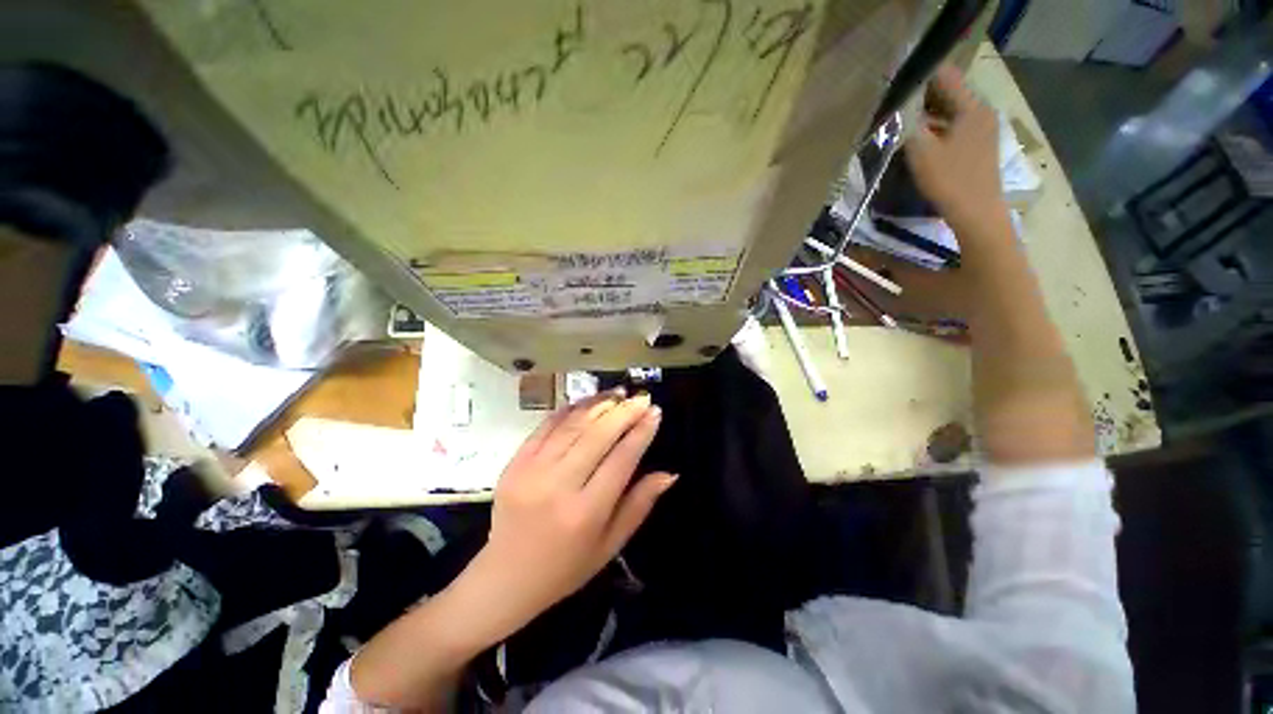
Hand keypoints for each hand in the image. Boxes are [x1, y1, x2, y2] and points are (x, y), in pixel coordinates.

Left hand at [461, 389, 674, 643]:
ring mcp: (531, 472)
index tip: (655, 412)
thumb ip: (640, 505)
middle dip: (623, 412)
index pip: (621, 460)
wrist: (505, 578)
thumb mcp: (610, 545)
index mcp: (586, 513)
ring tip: (618, 394)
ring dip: (598, 405)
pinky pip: (545, 427)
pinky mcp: (514, 463)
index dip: (641, 432)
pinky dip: (568, 411)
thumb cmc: (566, 567)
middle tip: (641, 397)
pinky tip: (586, 402)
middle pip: (597, 436)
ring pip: (572, 426)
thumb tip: (669, 474)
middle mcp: (558, 487)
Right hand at [906, 65, 1005, 233]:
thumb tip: (897, 105)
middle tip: (893, 100)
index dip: (919, 73)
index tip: (895, 79)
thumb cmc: (949, 180)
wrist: (976, 212)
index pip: (944, 75)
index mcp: (971, 106)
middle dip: (921, 93)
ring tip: (901, 117)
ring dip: (928, 111)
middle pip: (949, 91)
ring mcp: (982, 127)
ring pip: (951, 109)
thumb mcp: (922, 152)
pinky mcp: (978, 143)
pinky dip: (937, 125)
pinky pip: (954, 124)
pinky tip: (919, 136)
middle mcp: (981, 110)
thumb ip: (909, 124)